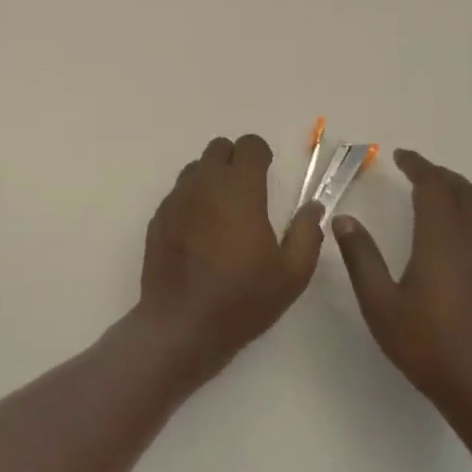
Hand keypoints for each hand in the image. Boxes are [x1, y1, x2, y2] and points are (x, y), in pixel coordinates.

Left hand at [137, 135, 325, 384]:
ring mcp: (176, 199)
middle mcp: (204, 184)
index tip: (268, 174)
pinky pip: (178, 193)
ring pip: (195, 169)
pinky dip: (192, 200)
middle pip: (218, 148)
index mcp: (239, 189)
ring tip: (224, 213)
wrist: (181, 325)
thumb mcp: (291, 274)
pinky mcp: (158, 217)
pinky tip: (200, 233)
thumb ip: (307, 233)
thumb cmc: (242, 299)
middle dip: (235, 160)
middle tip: (249, 192)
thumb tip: (313, 207)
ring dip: (212, 178)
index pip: (249, 145)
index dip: (261, 154)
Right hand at [332, 149, 471, 424]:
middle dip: (441, 175)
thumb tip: (344, 219)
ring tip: (438, 195)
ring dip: (460, 194)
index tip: (400, 156)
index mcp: (443, 241)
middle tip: (418, 170)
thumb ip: (361, 258)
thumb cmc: (431, 348)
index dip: (418, 166)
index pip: (434, 187)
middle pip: (465, 192)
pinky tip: (458, 238)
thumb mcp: (381, 304)